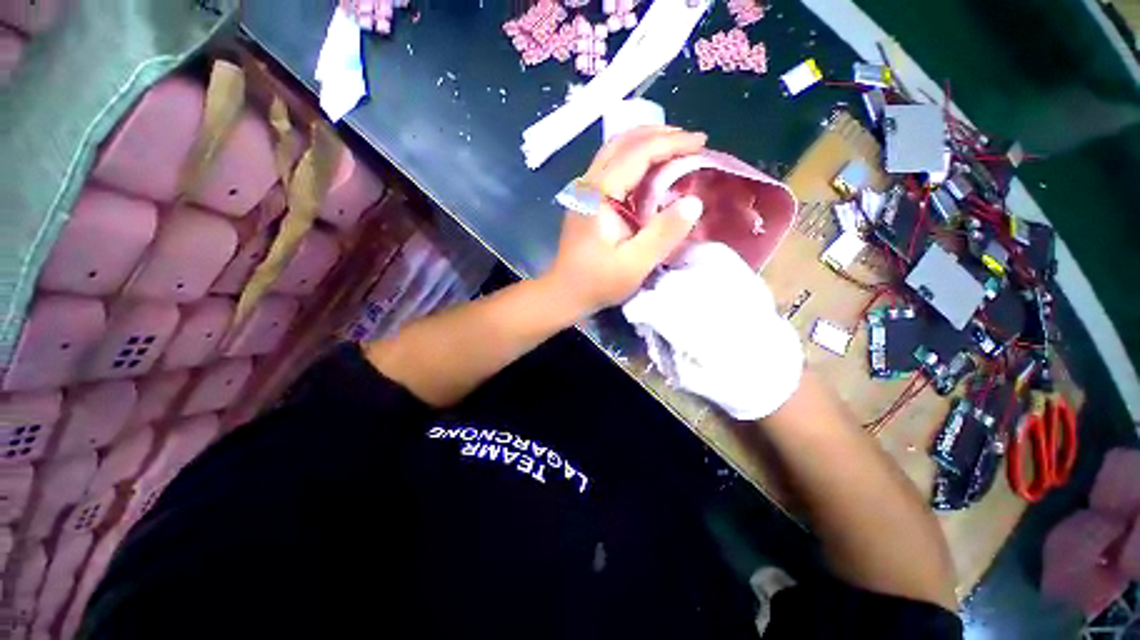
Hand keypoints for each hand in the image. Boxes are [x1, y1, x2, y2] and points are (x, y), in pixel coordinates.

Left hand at [542, 127, 707, 314]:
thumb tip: (694, 202)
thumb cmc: (597, 282)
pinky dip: (636, 160)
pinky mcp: (586, 201)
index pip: (637, 152)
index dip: (671, 142)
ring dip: (646, 144)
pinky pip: (612, 168)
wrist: (564, 293)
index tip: (702, 142)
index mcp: (599, 194)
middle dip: (660, 135)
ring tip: (676, 150)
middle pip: (623, 142)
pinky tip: (652, 171)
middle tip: (691, 142)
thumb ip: (663, 234)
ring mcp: (584, 191)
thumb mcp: (634, 264)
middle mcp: (589, 184)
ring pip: (615, 151)